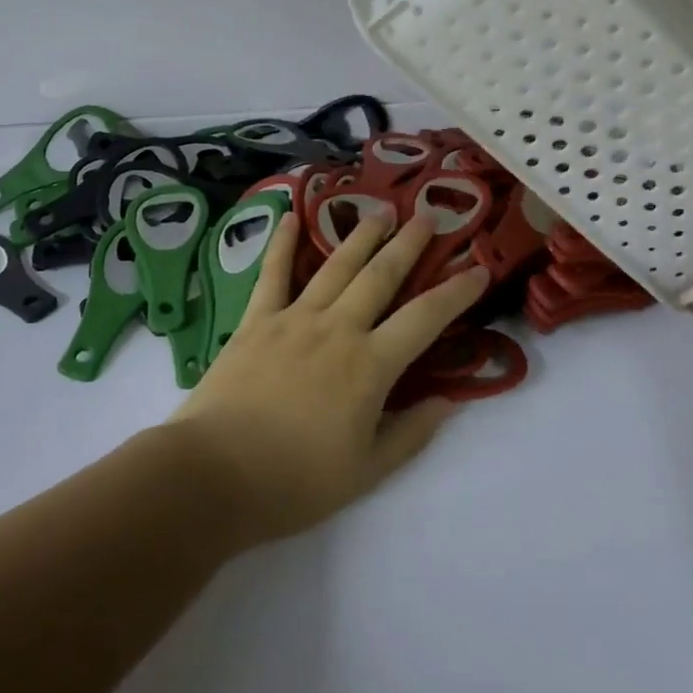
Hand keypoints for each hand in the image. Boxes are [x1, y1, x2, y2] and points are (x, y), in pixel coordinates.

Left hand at [167, 211, 488, 547]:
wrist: (214, 475)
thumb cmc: (294, 481)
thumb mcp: (365, 472)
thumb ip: (410, 434)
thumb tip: (448, 401)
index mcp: (370, 365)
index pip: (425, 318)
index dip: (456, 292)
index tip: (478, 269)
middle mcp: (338, 328)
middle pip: (381, 275)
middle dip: (409, 244)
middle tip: (428, 217)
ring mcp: (295, 317)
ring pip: (337, 265)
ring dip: (362, 235)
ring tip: (381, 210)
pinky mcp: (257, 319)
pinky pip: (274, 273)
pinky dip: (283, 243)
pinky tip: (291, 216)